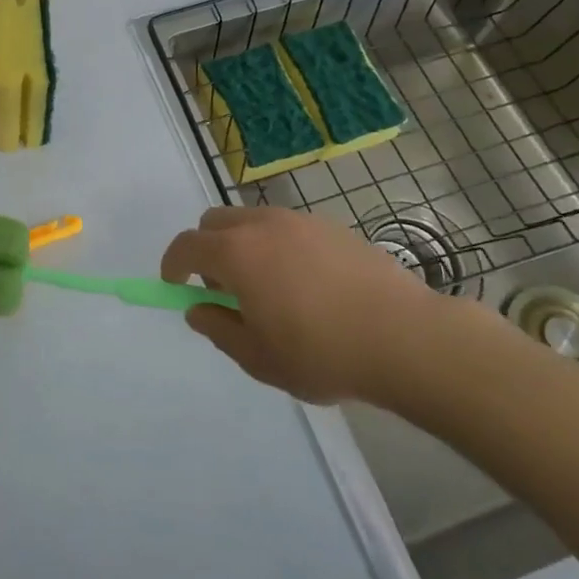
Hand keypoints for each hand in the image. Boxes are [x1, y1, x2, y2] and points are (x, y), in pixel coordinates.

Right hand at [162, 205, 456, 406]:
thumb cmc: (322, 352)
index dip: (173, 264)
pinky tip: (306, 285)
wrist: (405, 337)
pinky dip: (278, 246)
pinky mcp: (333, 227)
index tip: (174, 284)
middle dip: (206, 248)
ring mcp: (300, 221)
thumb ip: (219, 329)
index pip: (187, 245)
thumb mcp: (259, 357)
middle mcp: (263, 224)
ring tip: (268, 288)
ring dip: (243, 245)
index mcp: (237, 253)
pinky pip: (288, 228)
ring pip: (253, 220)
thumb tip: (198, 310)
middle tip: (222, 287)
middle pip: (215, 221)